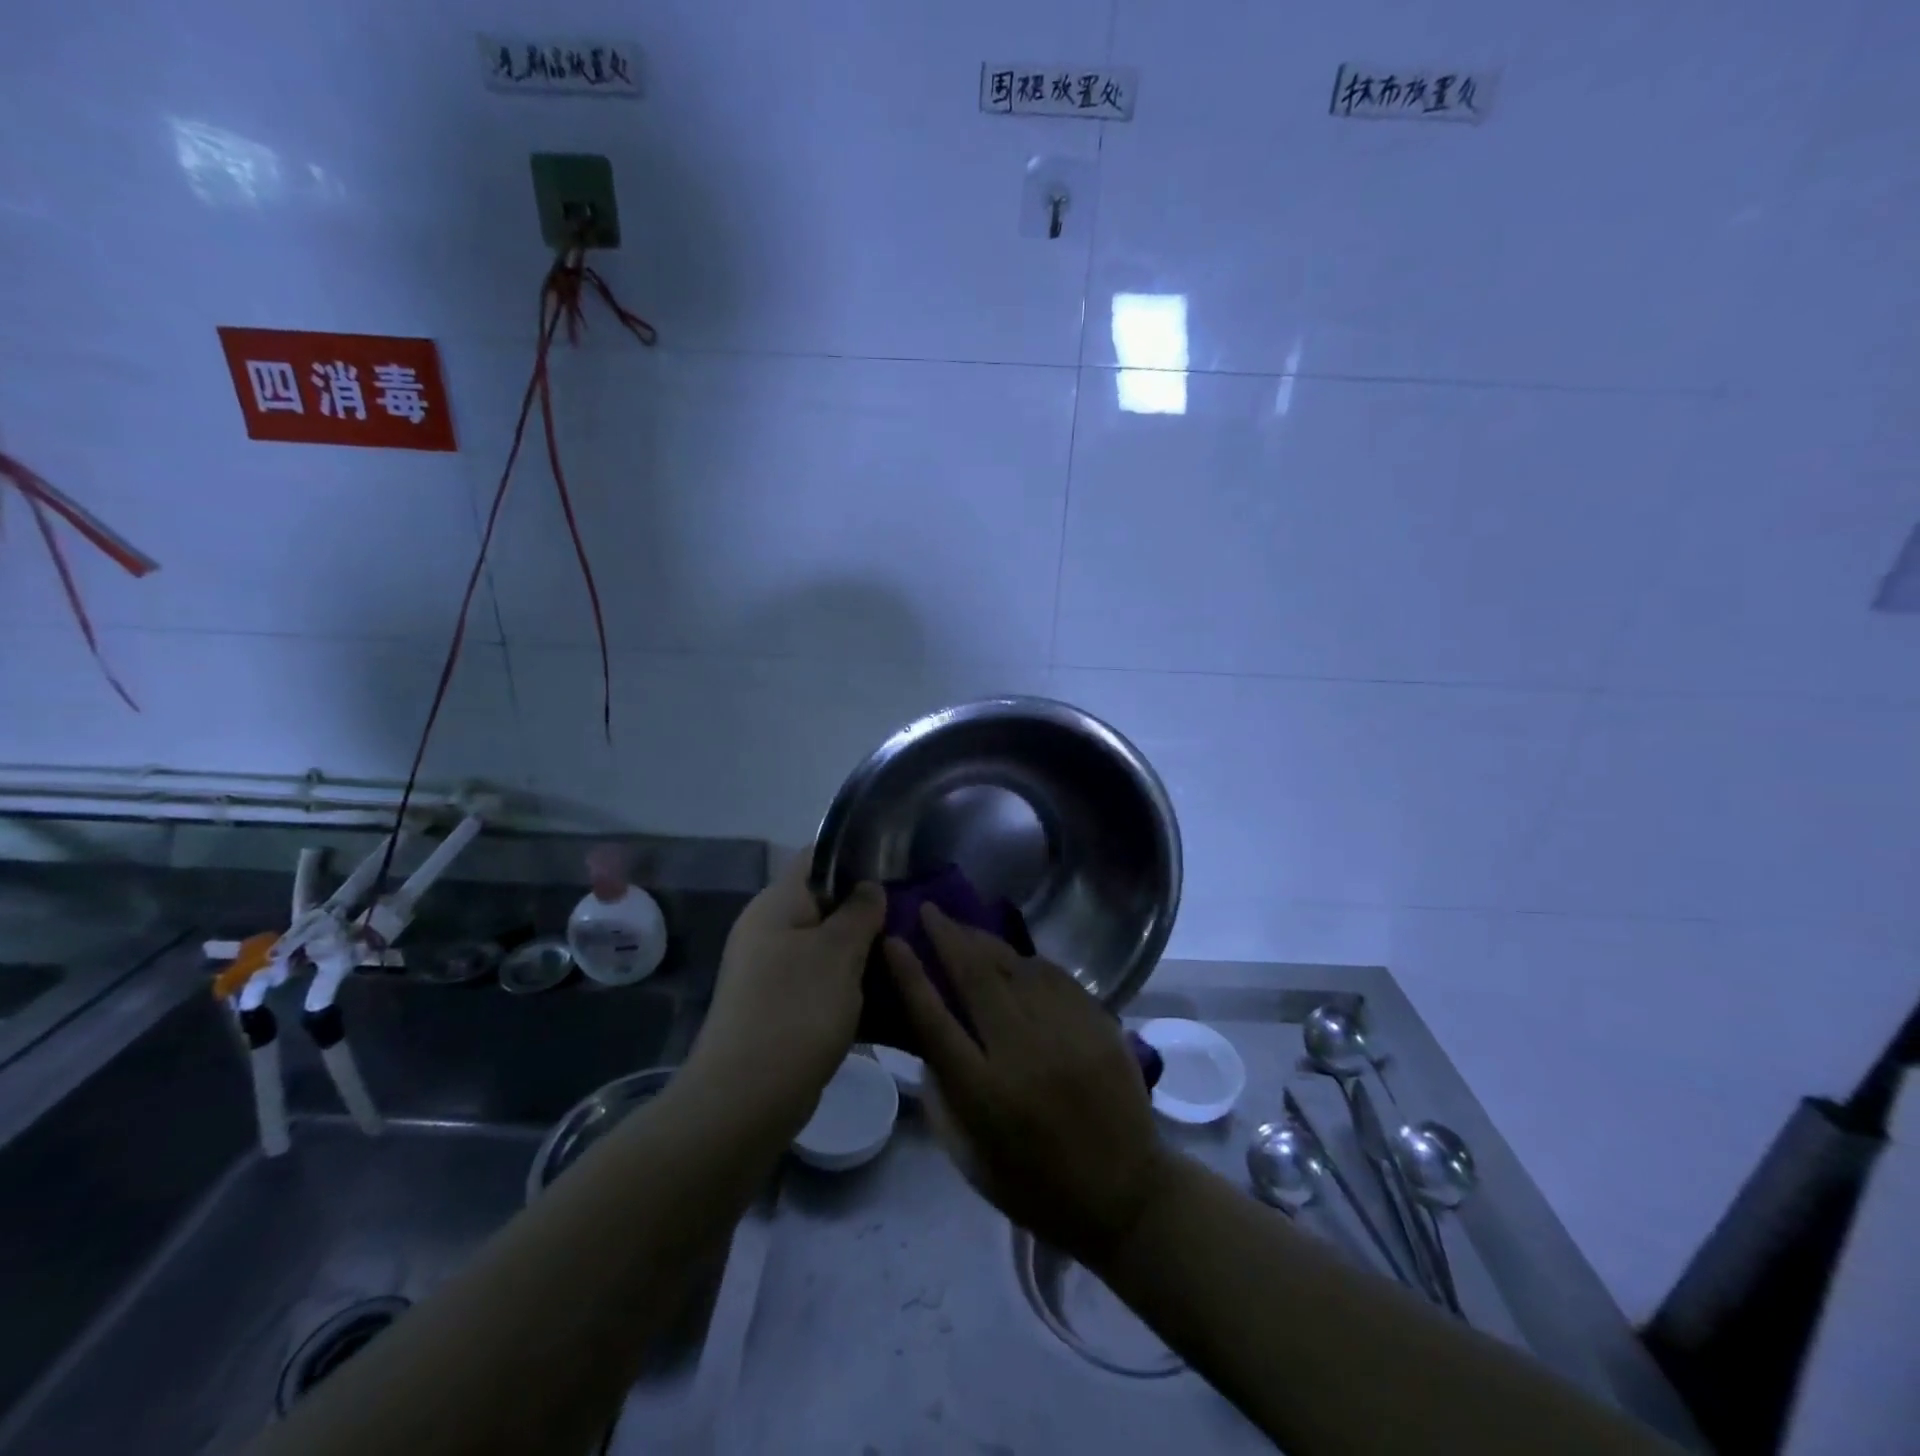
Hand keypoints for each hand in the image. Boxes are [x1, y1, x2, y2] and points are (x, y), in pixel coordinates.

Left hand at [688, 857, 884, 1127]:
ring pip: (825, 944)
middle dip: (866, 908)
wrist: (745, 1101)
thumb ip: (859, 911)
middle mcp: (768, 930)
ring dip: (861, 949)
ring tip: (905, 952)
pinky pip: (819, 980)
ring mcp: (770, 971)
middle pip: (823, 902)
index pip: (816, 858)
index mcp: (776, 904)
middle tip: (911, 915)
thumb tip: (869, 886)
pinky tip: (883, 993)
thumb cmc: (796, 1011)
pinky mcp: (778, 1006)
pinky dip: (848, 982)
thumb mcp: (838, 953)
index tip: (898, 868)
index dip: (856, 856)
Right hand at [884, 905, 1166, 1265]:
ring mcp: (1065, 1033)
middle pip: (976, 978)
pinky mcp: (1098, 1024)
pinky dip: (1027, 961)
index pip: (934, 1019)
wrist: (1124, 1194)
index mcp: (984, 1093)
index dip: (910, 975)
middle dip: (948, 936)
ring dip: (985, 942)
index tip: (894, 940)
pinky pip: (1055, 976)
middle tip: (929, 910)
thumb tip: (927, 1033)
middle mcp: (1023, 1053)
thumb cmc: (1035, 1185)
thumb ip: (941, 1093)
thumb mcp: (968, 1155)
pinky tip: (1012, 956)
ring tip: (964, 927)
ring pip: (1017, 967)